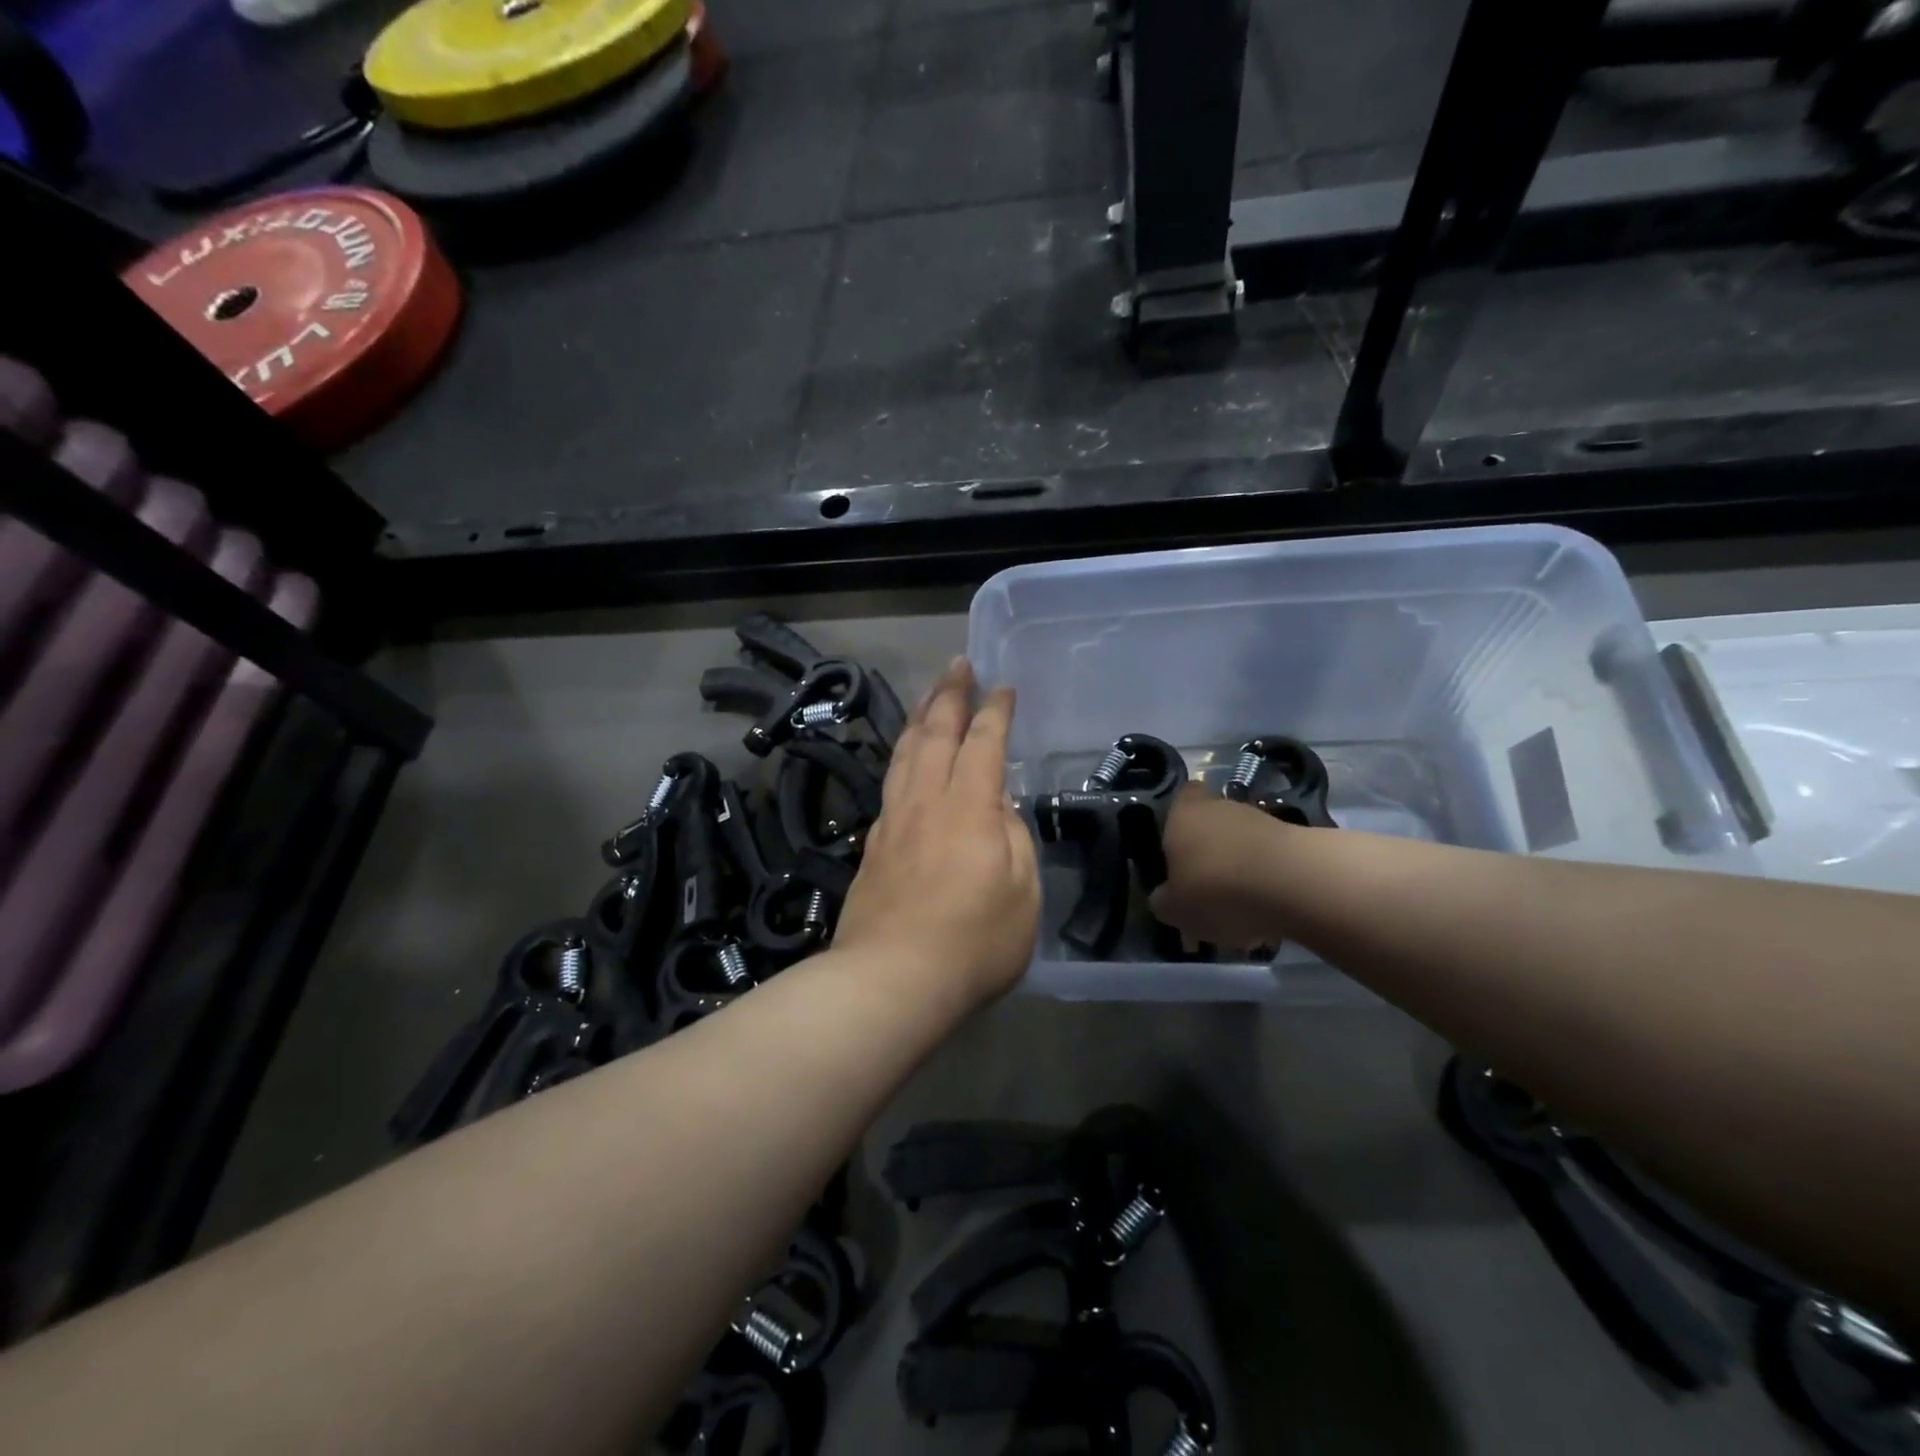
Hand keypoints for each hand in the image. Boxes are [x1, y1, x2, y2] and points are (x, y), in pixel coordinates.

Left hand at [833, 657, 1040, 1009]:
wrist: (890, 979)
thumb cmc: (972, 943)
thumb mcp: (1023, 896)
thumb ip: (1014, 841)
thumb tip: (999, 809)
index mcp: (970, 808)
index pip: (984, 744)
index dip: (995, 712)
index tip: (1002, 686)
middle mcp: (927, 802)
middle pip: (936, 734)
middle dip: (949, 694)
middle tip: (957, 664)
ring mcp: (894, 821)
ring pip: (905, 753)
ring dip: (919, 718)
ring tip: (928, 696)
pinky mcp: (873, 845)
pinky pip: (890, 782)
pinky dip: (900, 757)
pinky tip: (903, 759)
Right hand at [1148, 785, 1294, 950]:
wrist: (1292, 884)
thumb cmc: (1215, 889)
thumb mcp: (1174, 909)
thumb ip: (1164, 901)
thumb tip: (1165, 897)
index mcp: (1183, 814)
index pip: (1183, 796)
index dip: (1182, 816)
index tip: (1180, 845)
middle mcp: (1221, 807)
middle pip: (1213, 826)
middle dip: (1212, 857)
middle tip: (1209, 895)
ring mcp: (1262, 820)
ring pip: (1244, 847)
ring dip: (1241, 874)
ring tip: (1243, 916)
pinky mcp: (1296, 841)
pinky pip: (1272, 864)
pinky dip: (1268, 886)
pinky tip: (1269, 917)